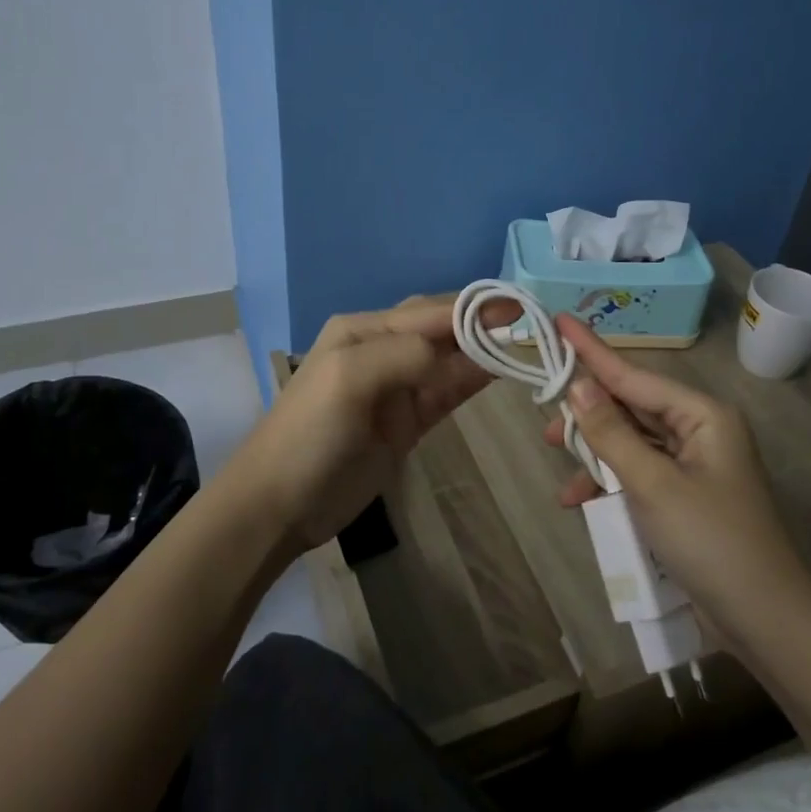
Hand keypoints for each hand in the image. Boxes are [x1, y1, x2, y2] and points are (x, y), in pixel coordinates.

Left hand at [226, 296, 509, 554]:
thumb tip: (461, 351)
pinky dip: (472, 380)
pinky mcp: (406, 422)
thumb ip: (404, 354)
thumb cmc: (309, 433)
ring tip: (528, 344)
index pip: (430, 310)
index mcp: (364, 330)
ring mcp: (396, 388)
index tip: (521, 307)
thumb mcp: (349, 378)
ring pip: (448, 360)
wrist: (278, 504)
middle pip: (441, 329)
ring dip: (484, 351)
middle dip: (483, 323)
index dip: (475, 307)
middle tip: (532, 323)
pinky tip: (500, 372)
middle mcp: (382, 349)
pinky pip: (446, 392)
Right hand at [543, 314, 810, 647]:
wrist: (763, 620)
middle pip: (631, 407)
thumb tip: (578, 385)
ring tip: (558, 463)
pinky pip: (639, 473)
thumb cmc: (710, 540)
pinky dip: (611, 483)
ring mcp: (694, 464)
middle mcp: (699, 430)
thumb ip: (610, 433)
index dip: (592, 351)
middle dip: (588, 414)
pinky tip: (580, 501)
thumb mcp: (652, 484)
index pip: (634, 375)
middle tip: (545, 420)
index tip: (559, 321)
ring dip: (596, 454)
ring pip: (631, 441)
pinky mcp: (686, 495)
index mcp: (702, 415)